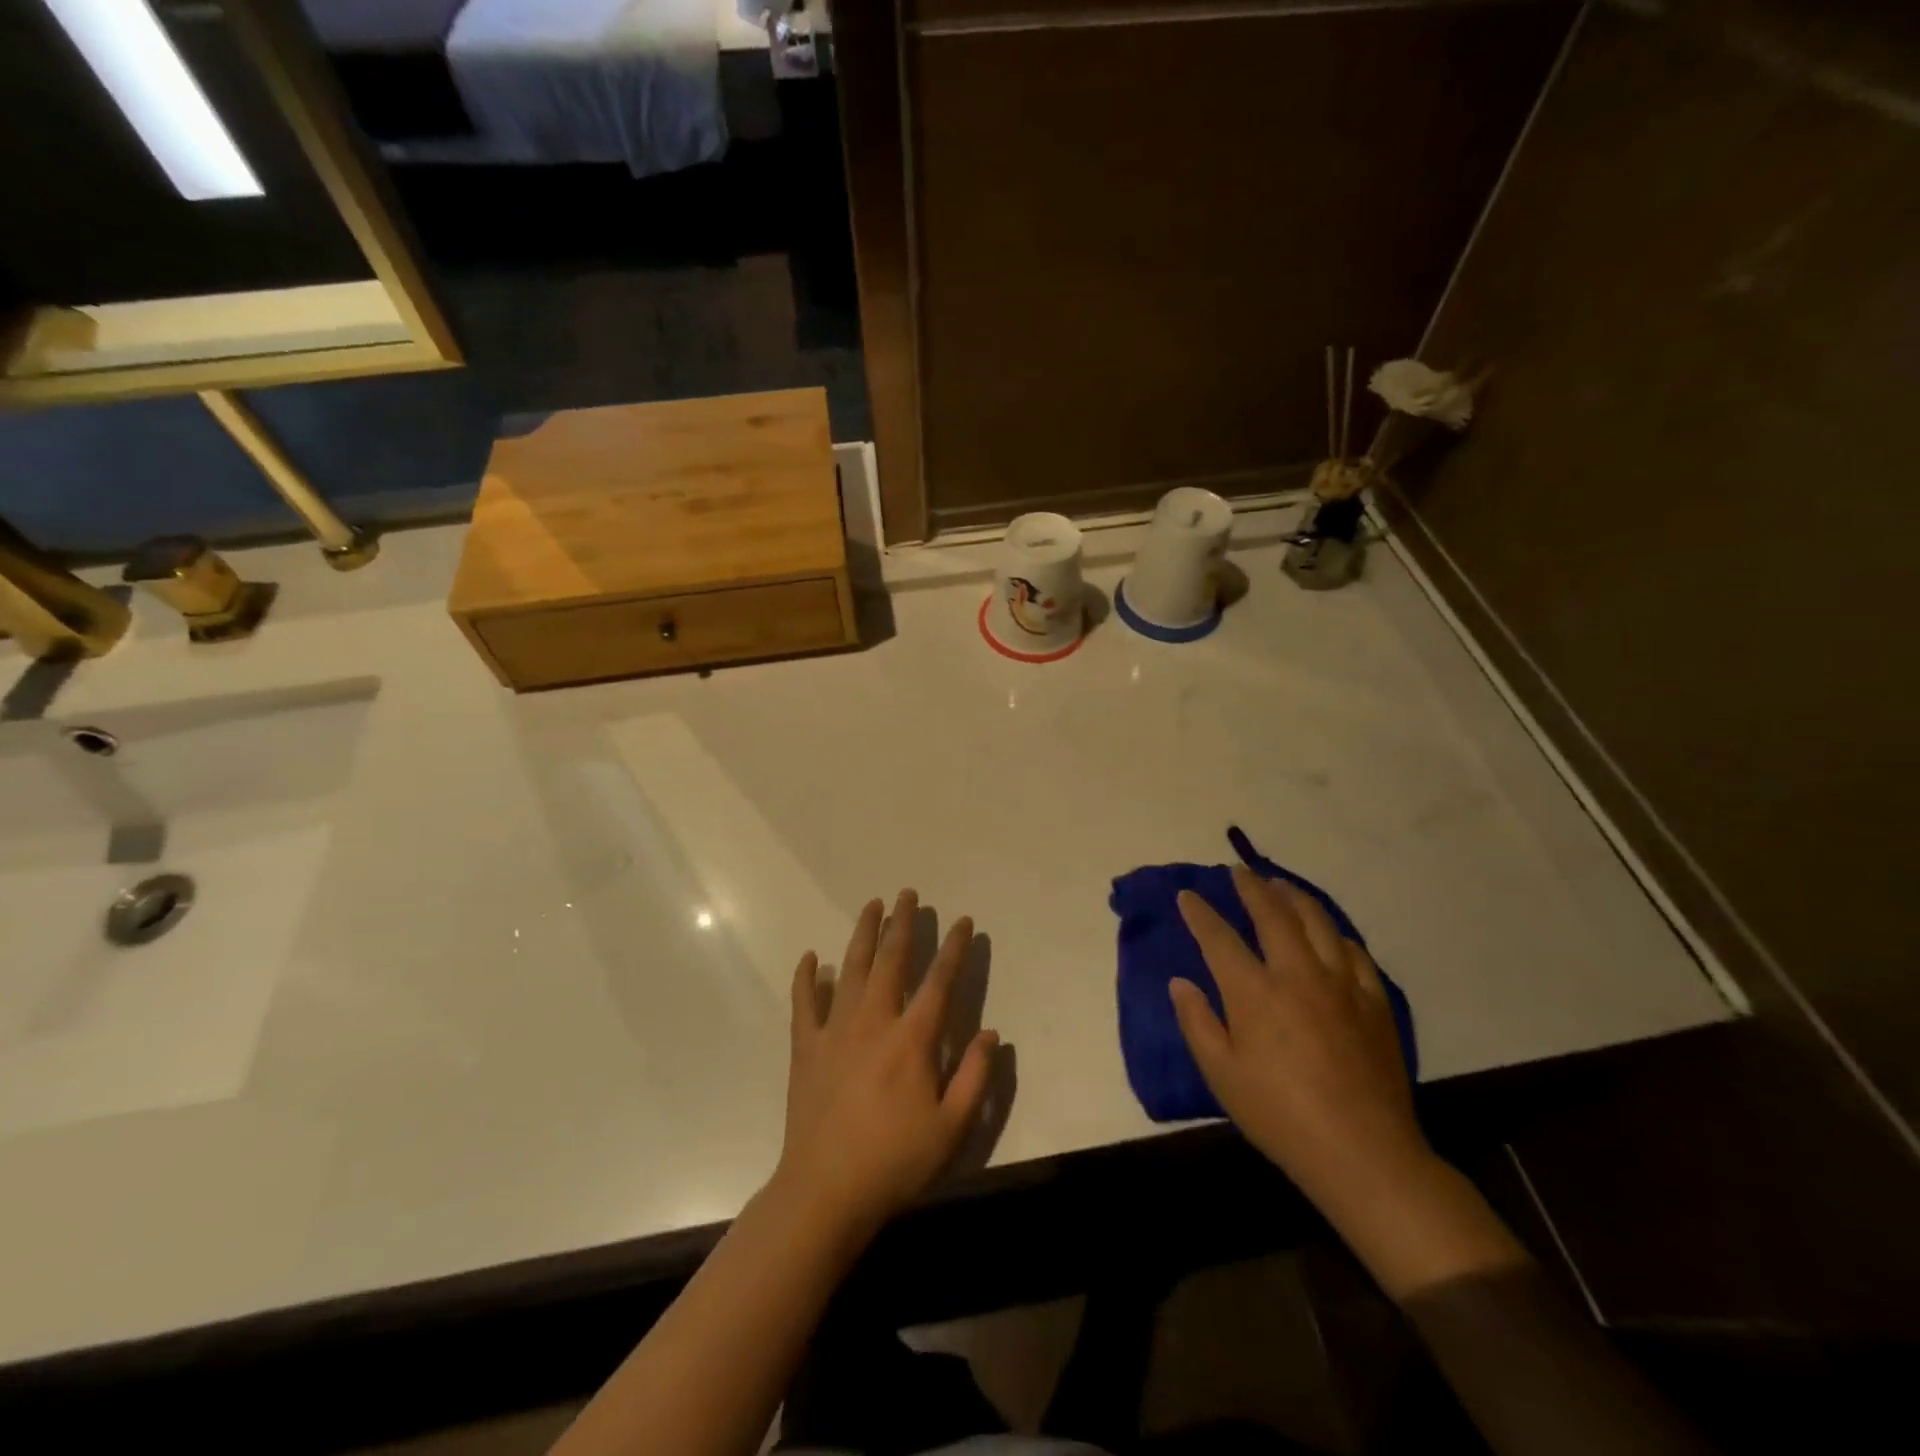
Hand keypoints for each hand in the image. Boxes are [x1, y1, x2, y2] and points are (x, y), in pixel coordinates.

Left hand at [775, 891, 998, 1235]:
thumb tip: (991, 1034)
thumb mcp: (951, 1128)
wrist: (825, 1191)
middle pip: (891, 961)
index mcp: (912, 1040)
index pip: (938, 981)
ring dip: (863, 934)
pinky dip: (806, 977)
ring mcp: (835, 1030)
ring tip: (872, 905)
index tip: (962, 921)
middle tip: (907, 894)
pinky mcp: (806, 1047)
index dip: (953, 948)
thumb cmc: (894, 1162)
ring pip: (850, 969)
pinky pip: (803, 1002)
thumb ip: (975, 1077)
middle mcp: (874, 1022)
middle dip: (902, 924)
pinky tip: (811, 957)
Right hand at [1171, 868, 1429, 1212]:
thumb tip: (1180, 983)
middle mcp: (1296, 974)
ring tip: (1280, 884)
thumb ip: (1197, 1022)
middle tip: (1238, 872)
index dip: (1199, 913)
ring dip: (1294, 897)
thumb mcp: (1221, 1074)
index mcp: (1254, 992)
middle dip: (1251, 888)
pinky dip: (1336, 934)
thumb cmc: (1279, 1115)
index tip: (1187, 895)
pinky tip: (1330, 933)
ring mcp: (1341, 985)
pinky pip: (1355, 952)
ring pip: (1317, 922)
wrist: (1362, 1152)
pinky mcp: (1374, 1002)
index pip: (1219, 937)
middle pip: (1272, 915)